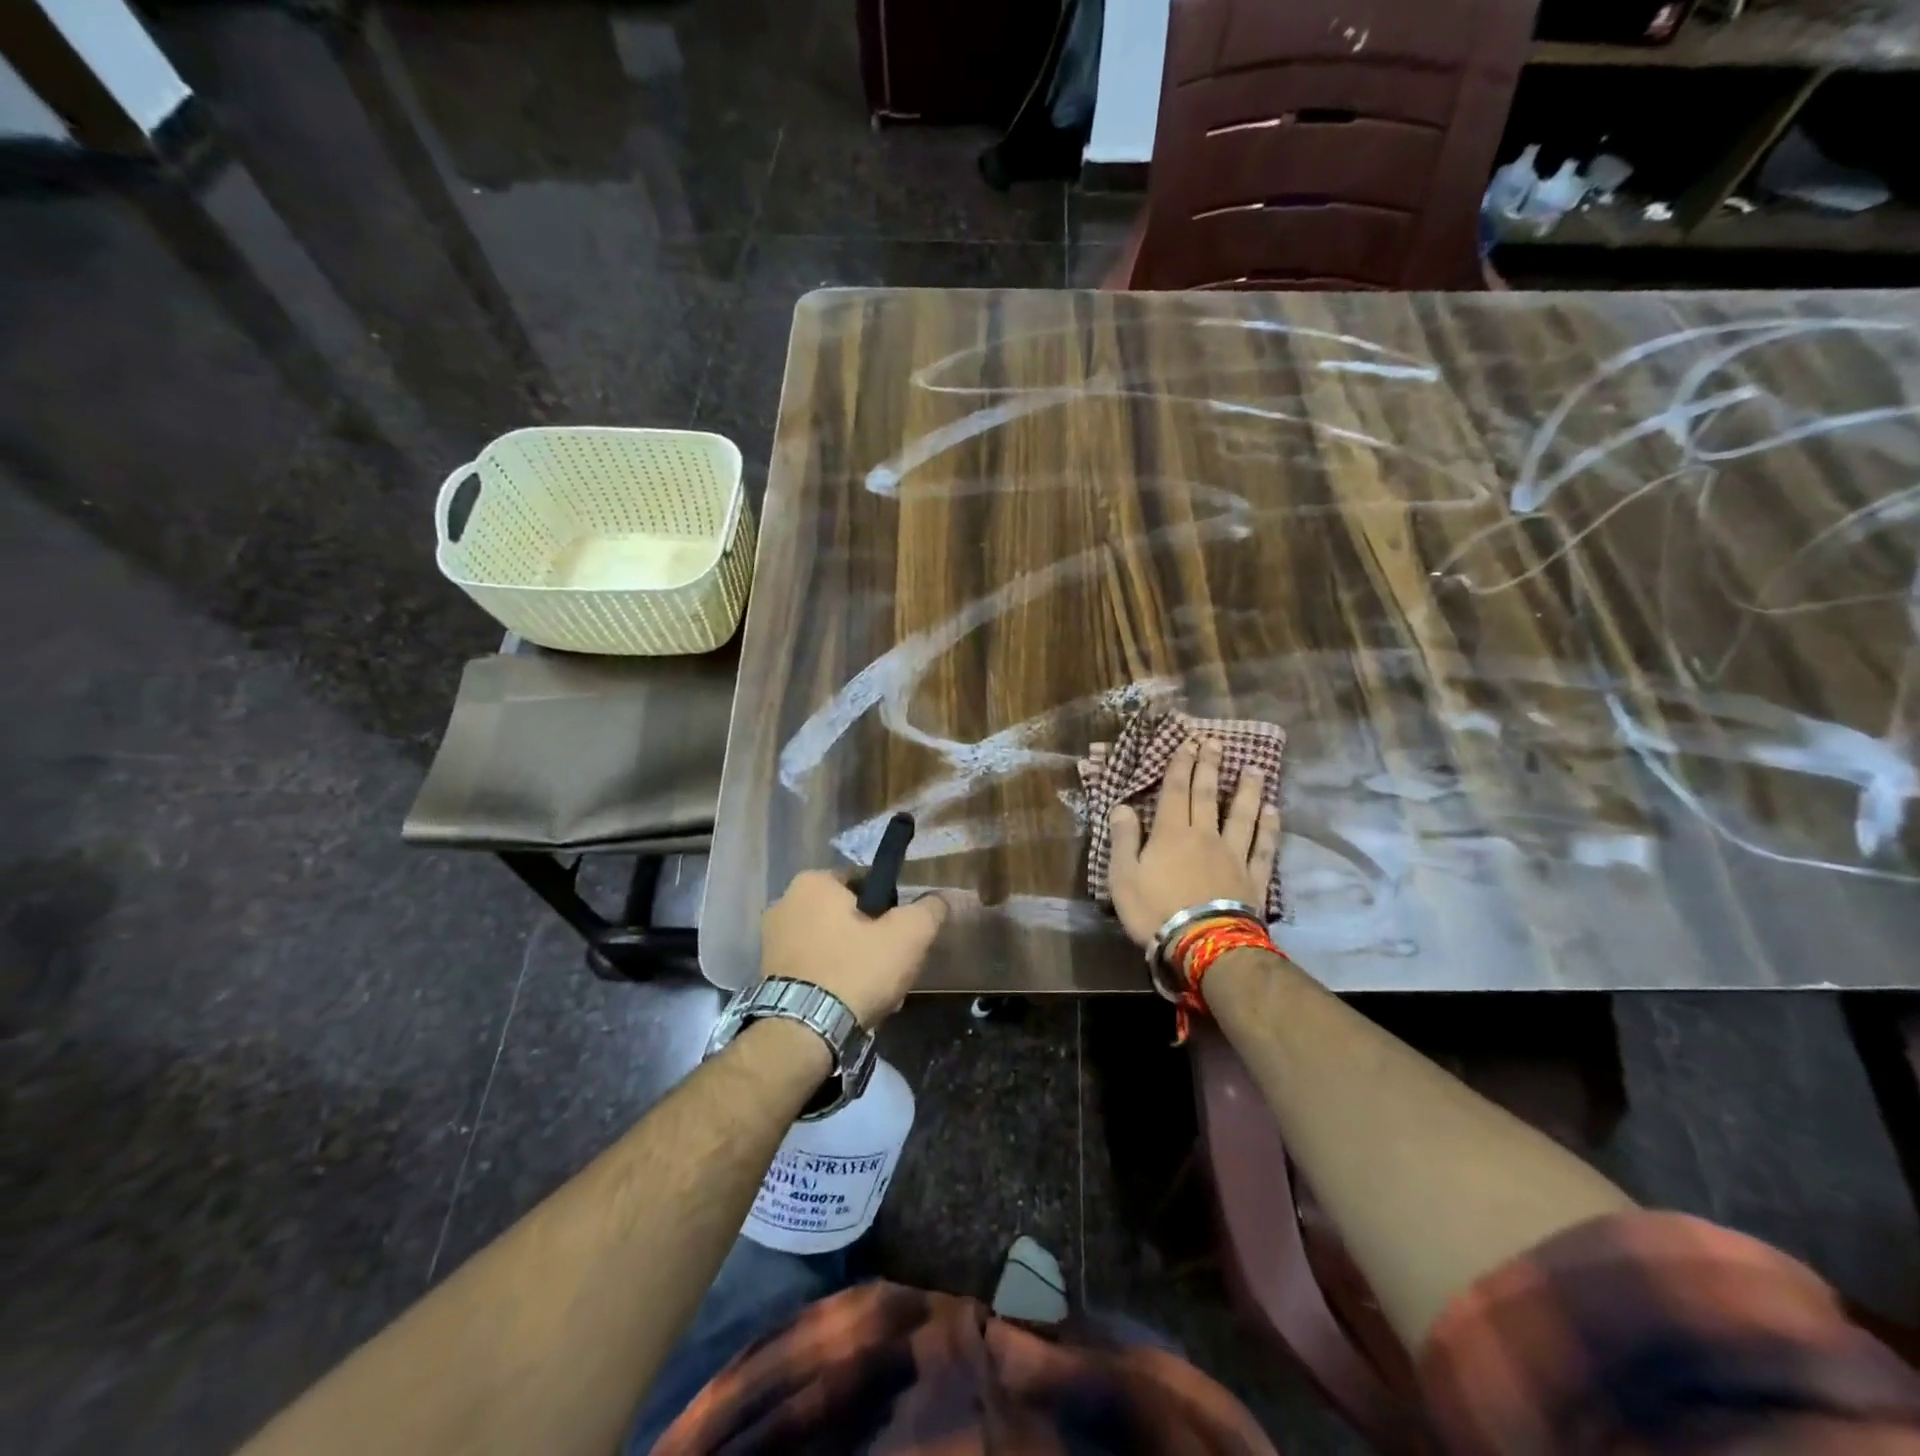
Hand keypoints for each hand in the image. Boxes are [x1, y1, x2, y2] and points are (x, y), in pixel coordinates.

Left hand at [759, 871, 949, 1025]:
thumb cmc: (856, 970)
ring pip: (832, 944)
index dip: (891, 910)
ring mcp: (771, 940)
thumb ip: (929, 910)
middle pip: (848, 916)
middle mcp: (785, 902)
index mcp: (813, 882)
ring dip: (854, 963)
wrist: (803, 1033)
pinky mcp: (766, 974)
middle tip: (891, 969)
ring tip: (875, 994)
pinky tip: (850, 1006)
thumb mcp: (908, 935)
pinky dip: (832, 981)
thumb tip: (939, 900)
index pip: (866, 883)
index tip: (902, 938)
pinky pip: (813, 968)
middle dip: (871, 940)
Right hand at [1107, 736, 1280, 947]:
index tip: (1187, 744)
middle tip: (1216, 743)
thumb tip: (1121, 807)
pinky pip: (1263, 847)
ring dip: (1247, 791)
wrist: (1203, 944)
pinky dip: (1269, 828)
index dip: (1180, 767)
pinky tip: (1273, 812)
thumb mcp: (1124, 876)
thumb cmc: (1155, 910)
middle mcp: (1204, 835)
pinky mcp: (1253, 878)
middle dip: (1210, 768)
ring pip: (1242, 816)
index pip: (1174, 792)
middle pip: (1208, 796)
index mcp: (1171, 834)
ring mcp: (1233, 855)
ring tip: (1254, 769)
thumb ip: (1124, 840)